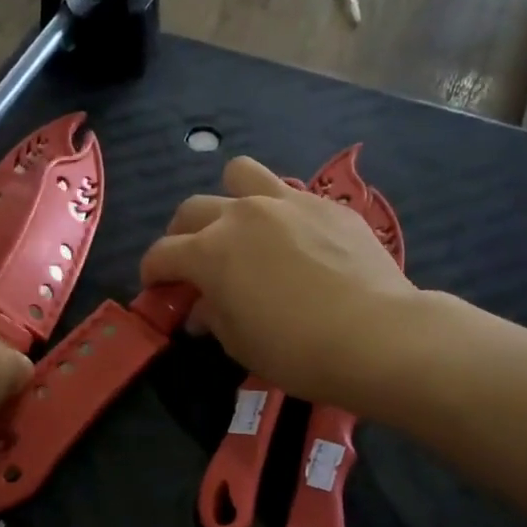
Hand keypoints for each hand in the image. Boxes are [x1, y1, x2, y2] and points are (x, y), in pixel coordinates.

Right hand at [140, 157, 416, 402]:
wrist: (374, 335)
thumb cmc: (296, 350)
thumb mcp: (241, 344)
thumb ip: (213, 317)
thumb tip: (201, 308)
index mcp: (210, 252)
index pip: (162, 253)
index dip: (152, 272)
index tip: (155, 286)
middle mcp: (241, 215)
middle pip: (193, 209)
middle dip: (181, 235)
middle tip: (192, 262)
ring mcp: (287, 202)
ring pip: (240, 175)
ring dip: (229, 198)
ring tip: (240, 227)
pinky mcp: (327, 205)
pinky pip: (289, 194)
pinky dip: (278, 212)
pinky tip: (294, 241)